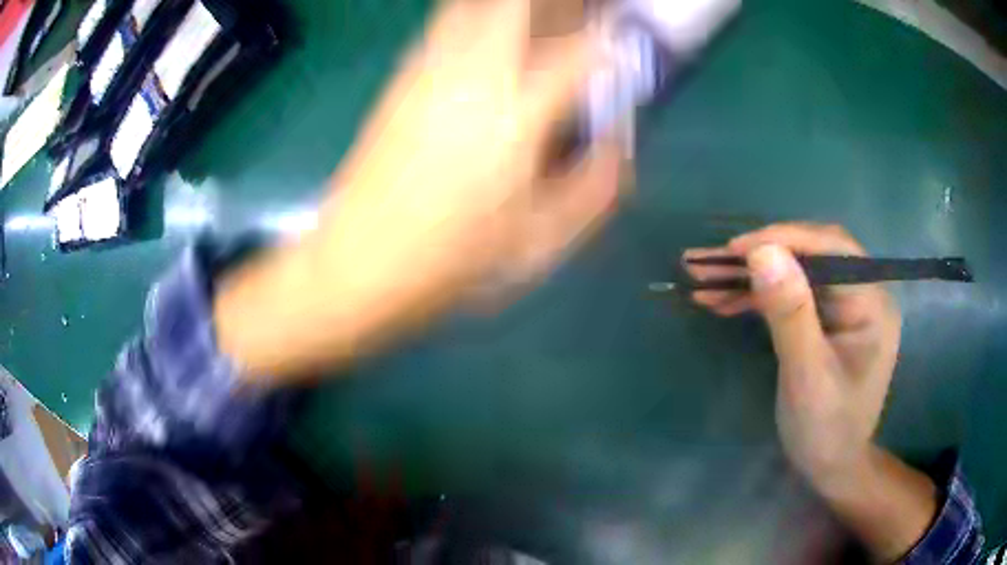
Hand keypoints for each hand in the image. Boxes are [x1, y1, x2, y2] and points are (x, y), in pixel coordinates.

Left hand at [319, 0, 620, 316]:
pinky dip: (473, 14)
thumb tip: (617, 147)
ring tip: (533, 20)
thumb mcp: (539, 242)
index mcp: (515, 118)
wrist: (359, 263)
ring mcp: (429, 73)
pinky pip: (443, 24)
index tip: (621, 35)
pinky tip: (484, 33)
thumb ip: (593, 190)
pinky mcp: (400, 81)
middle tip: (574, 15)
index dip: (608, 36)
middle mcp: (473, 78)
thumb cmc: (452, 260)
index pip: (578, 53)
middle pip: (518, 7)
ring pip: (475, 6)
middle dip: (555, 5)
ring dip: (512, 6)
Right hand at [685, 223, 901, 487]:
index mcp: (871, 303)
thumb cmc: (826, 429)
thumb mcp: (807, 376)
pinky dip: (755, 297)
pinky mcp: (822, 320)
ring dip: (750, 277)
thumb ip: (790, 314)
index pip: (831, 248)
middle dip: (759, 257)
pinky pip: (789, 297)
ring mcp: (841, 307)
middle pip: (809, 256)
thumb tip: (762, 251)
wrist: (830, 467)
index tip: (735, 249)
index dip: (784, 239)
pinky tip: (722, 302)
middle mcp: (860, 294)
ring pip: (793, 274)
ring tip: (702, 281)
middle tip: (709, 263)